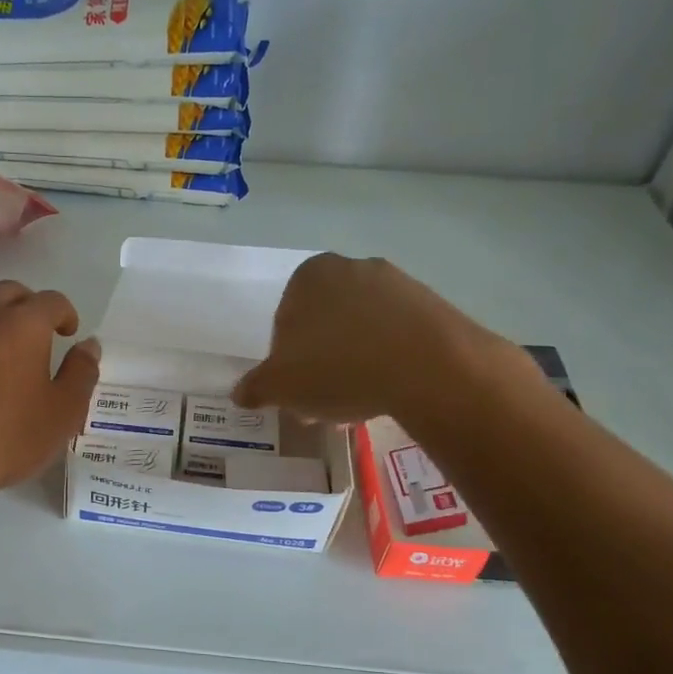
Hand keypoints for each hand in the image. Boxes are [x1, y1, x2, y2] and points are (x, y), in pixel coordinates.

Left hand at [0, 279, 99, 497]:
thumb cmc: (9, 439)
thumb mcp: (63, 413)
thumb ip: (82, 372)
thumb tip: (88, 345)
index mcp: (20, 327)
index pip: (50, 300)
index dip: (65, 313)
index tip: (68, 334)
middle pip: (7, 294)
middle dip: (27, 307)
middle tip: (36, 337)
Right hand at [233, 253, 517, 423]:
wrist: (429, 367)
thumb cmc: (337, 367)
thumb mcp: (280, 386)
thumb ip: (255, 387)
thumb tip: (240, 393)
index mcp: (309, 276)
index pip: (285, 321)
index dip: (285, 361)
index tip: (295, 392)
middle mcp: (351, 268)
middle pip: (324, 324)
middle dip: (319, 363)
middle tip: (322, 403)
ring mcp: (396, 283)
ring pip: (360, 331)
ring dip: (352, 364)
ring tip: (357, 405)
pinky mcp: (432, 306)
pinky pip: (396, 337)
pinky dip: (387, 362)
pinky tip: (387, 393)